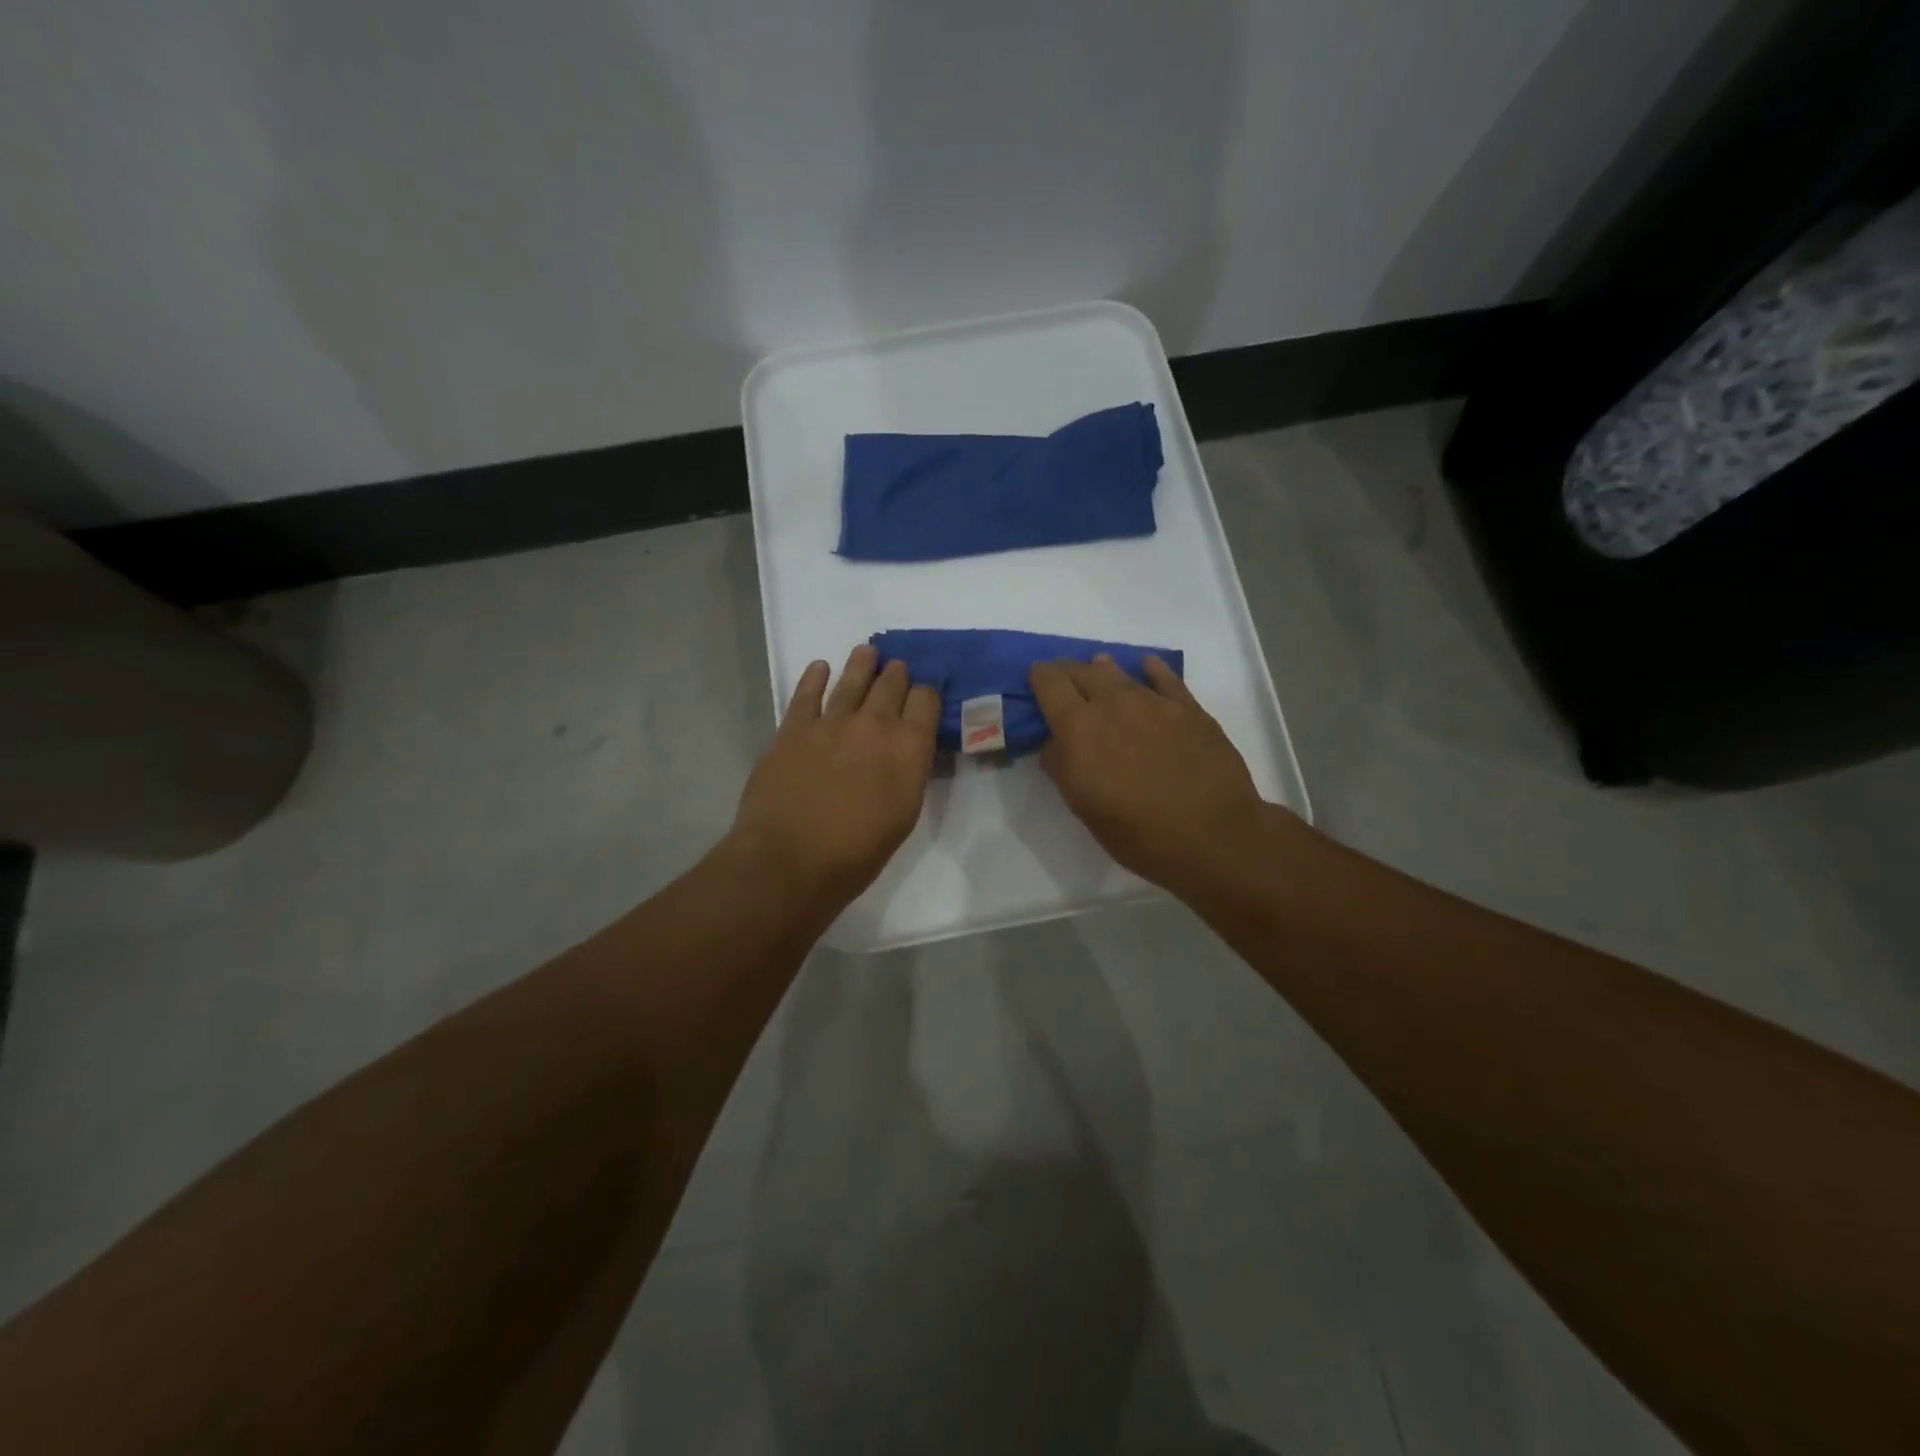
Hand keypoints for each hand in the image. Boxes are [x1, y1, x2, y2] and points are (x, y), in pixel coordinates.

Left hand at [730, 644, 939, 906]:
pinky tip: (820, 667)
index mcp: (908, 747)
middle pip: (892, 684)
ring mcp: (831, 722)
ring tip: (867, 652)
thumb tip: (909, 750)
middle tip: (897, 670)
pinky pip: (807, 693)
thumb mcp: (903, 815)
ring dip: (863, 663)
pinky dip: (815, 676)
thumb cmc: (856, 853)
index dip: (926, 694)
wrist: (790, 859)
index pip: (926, 701)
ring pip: (852, 679)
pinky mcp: (793, 728)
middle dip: (897, 675)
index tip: (923, 697)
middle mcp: (874, 724)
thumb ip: (909, 773)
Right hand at [1029, 655, 1275, 895]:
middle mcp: (1113, 703)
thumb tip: (1056, 742)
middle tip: (1064, 682)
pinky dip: (1149, 670)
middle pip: (1082, 671)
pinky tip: (1147, 668)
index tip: (1036, 680)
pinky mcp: (1189, 708)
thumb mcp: (1083, 807)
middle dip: (1068, 672)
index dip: (1039, 677)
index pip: (1050, 683)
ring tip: (1098, 671)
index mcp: (1079, 728)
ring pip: (1120, 672)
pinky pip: (1164, 676)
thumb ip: (1062, 766)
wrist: (1213, 836)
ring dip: (1103, 671)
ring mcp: (1154, 701)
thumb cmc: (1138, 833)